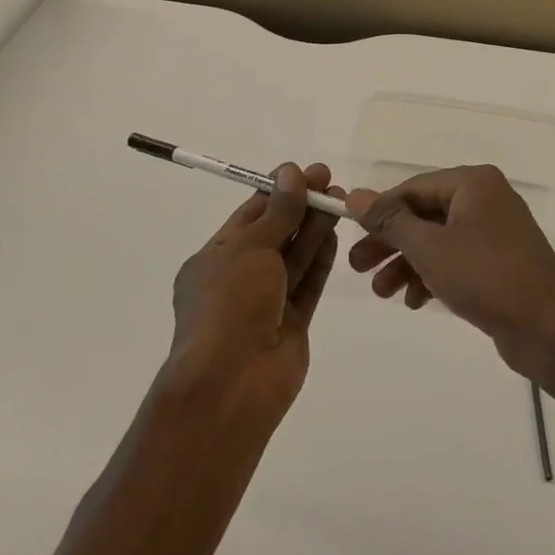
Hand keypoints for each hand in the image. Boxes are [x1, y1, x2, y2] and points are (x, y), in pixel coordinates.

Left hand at [168, 162, 338, 416]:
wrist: (232, 383)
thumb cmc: (230, 305)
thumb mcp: (251, 248)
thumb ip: (278, 212)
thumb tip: (291, 172)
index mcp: (214, 258)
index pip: (249, 215)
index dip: (277, 191)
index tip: (305, 171)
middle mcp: (239, 278)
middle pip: (275, 234)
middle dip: (301, 207)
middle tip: (330, 182)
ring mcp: (266, 303)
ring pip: (294, 258)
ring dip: (314, 228)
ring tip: (339, 200)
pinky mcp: (291, 324)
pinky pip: (308, 284)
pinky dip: (320, 259)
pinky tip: (334, 234)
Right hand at [343, 165, 554, 381]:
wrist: (550, 330)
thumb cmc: (486, 277)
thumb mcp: (429, 247)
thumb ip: (390, 220)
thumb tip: (354, 195)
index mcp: (473, 183)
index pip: (412, 188)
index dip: (378, 211)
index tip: (349, 234)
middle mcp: (485, 199)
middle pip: (424, 215)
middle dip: (389, 242)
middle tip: (356, 267)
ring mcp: (495, 232)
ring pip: (437, 240)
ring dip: (406, 263)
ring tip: (381, 293)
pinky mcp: (500, 262)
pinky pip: (456, 260)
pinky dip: (432, 275)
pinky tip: (413, 301)